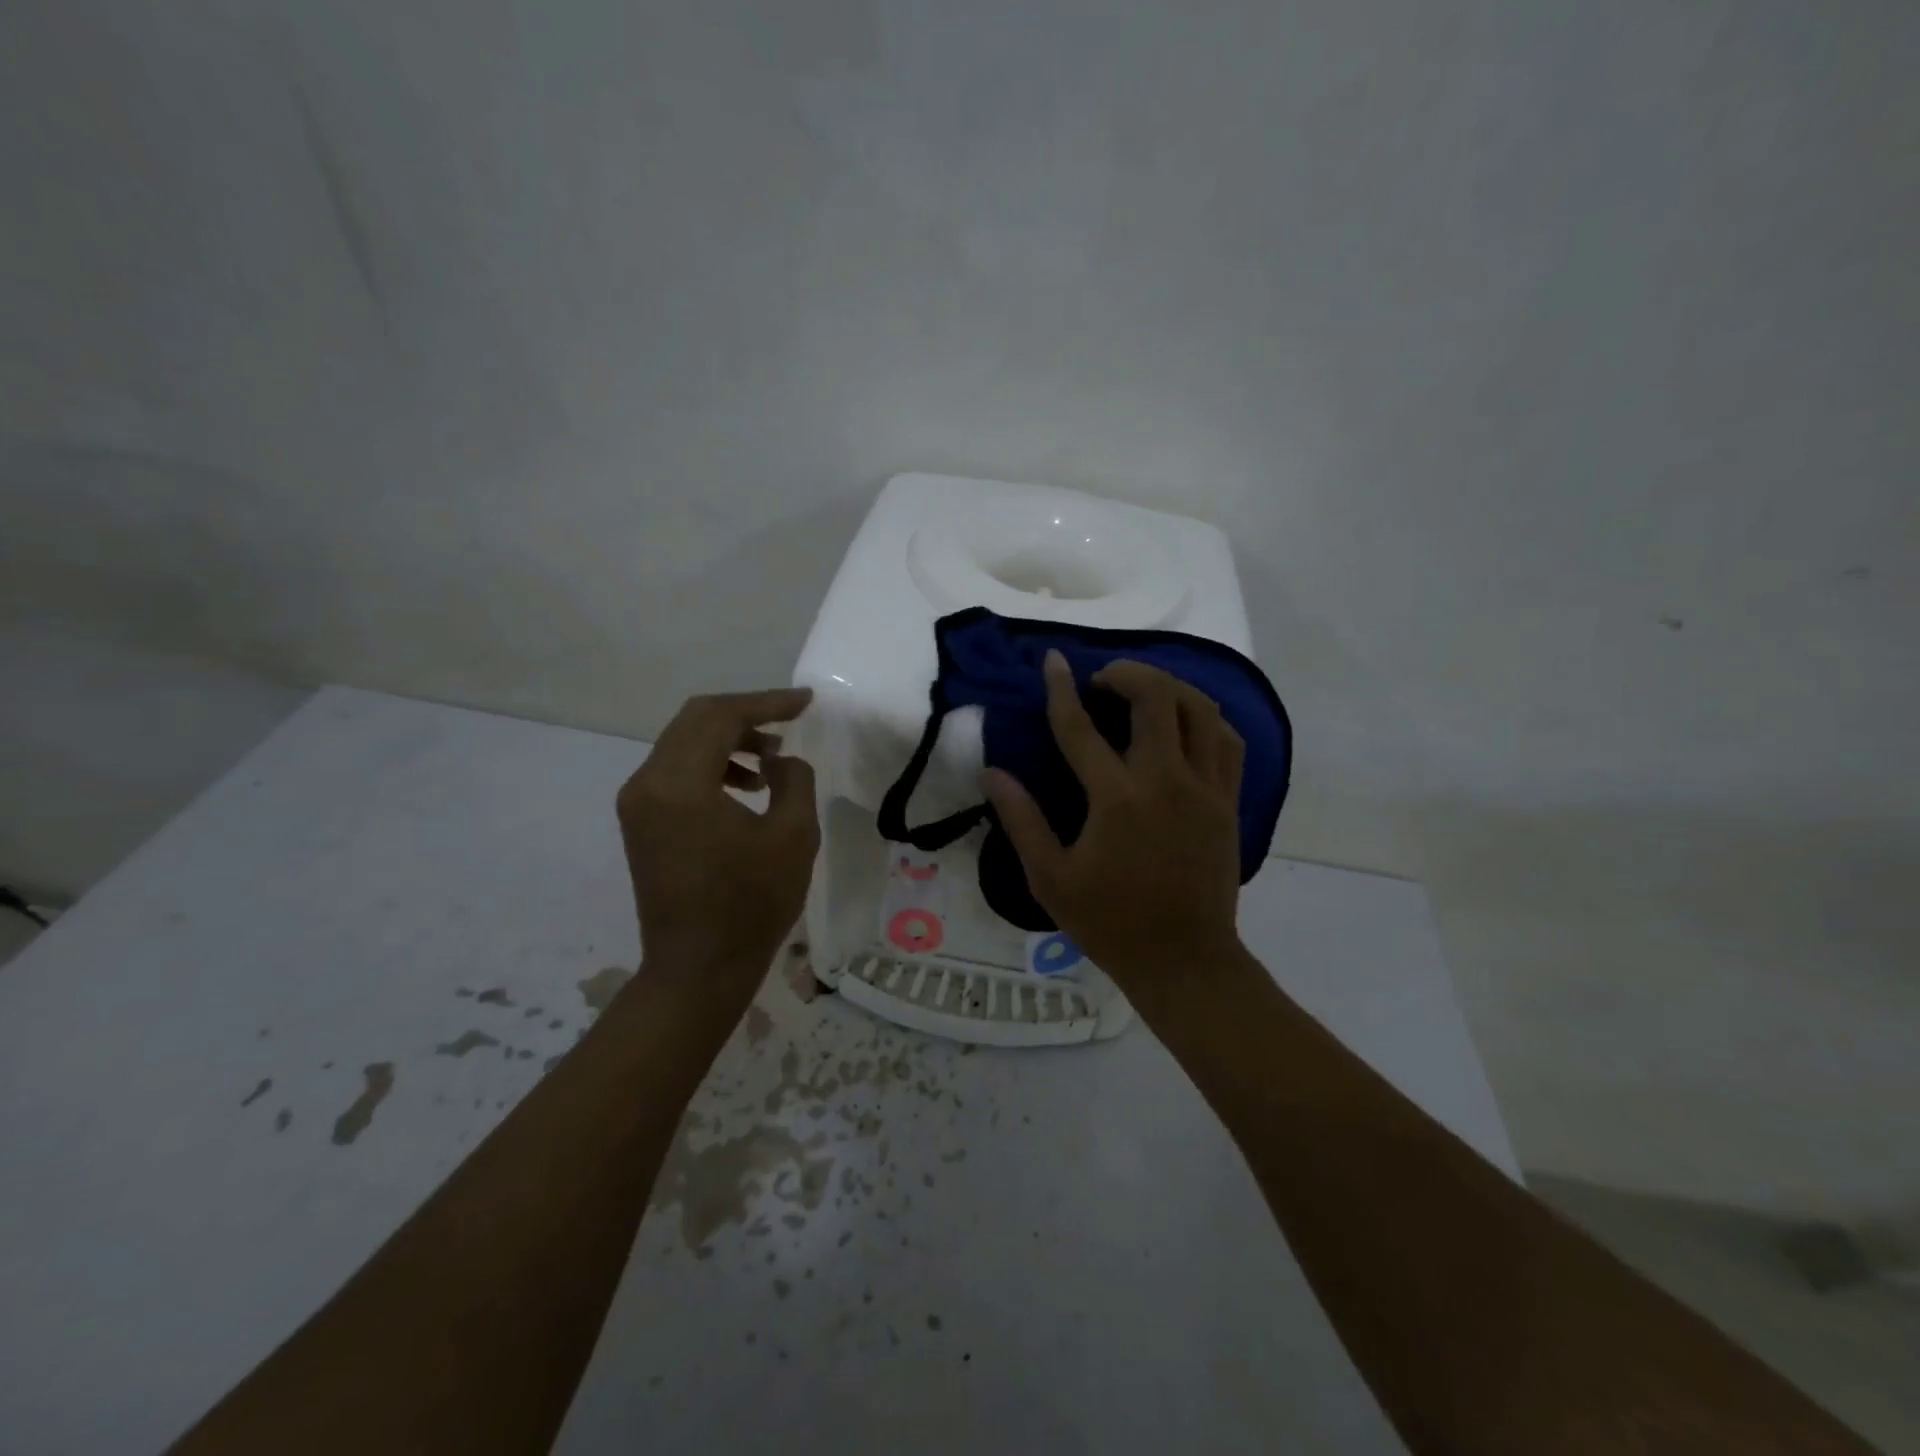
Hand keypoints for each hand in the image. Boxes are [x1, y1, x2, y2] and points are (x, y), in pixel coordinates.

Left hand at [617, 688, 818, 990]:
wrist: (698, 970)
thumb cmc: (751, 905)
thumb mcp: (793, 837)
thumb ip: (794, 780)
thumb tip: (780, 761)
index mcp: (680, 784)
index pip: (720, 717)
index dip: (767, 703)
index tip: (806, 702)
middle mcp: (647, 783)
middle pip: (695, 721)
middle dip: (747, 714)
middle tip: (790, 720)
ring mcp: (638, 803)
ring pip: (684, 743)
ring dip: (730, 739)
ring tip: (774, 759)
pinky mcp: (642, 821)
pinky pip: (677, 771)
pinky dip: (713, 764)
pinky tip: (747, 785)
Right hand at [982, 652, 1244, 1004]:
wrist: (1184, 960)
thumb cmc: (1110, 923)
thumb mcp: (1050, 878)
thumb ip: (1021, 820)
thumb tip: (992, 773)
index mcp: (1116, 799)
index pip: (1081, 727)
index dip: (1062, 688)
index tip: (1054, 659)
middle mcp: (1165, 781)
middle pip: (1156, 698)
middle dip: (1127, 672)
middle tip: (1103, 679)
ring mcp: (1205, 789)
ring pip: (1199, 710)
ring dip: (1170, 687)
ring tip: (1145, 690)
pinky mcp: (1229, 802)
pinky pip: (1227, 741)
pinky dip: (1207, 717)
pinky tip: (1187, 721)